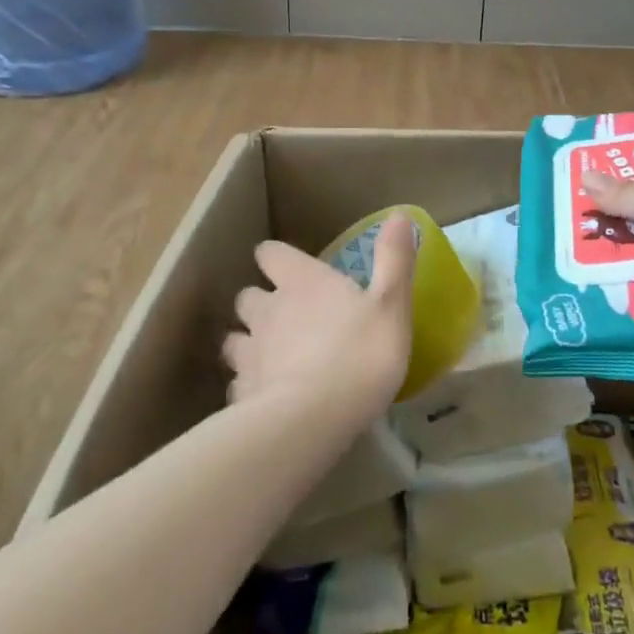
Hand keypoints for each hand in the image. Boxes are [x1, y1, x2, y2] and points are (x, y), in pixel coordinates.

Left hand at [225, 217, 414, 423]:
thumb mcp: (391, 304)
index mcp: (301, 282)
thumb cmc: (360, 353)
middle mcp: (268, 310)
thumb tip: (400, 214)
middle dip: (260, 302)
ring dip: (248, 343)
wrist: (314, 419)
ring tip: (269, 358)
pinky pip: (239, 385)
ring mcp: (249, 353)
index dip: (276, 258)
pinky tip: (267, 400)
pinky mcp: (242, 394)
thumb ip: (394, 259)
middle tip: (283, 317)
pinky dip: (250, 387)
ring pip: (234, 339)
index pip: (271, 253)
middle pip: (247, 295)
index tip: (289, 268)